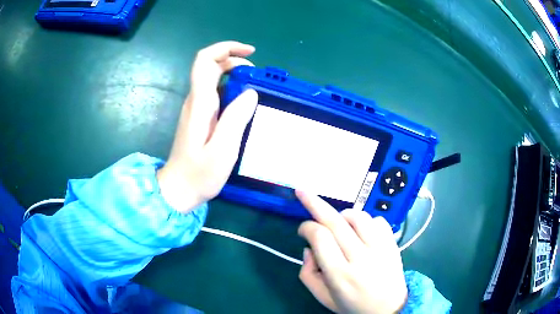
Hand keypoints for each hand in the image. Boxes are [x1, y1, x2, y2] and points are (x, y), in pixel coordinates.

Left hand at [157, 41, 258, 212]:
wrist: (178, 190)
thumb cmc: (199, 174)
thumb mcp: (223, 150)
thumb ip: (236, 119)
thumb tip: (250, 92)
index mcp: (200, 103)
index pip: (205, 61)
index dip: (226, 48)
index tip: (250, 53)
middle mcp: (195, 101)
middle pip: (210, 66)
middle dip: (234, 61)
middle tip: (256, 76)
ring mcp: (196, 109)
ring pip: (213, 79)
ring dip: (234, 75)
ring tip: (255, 89)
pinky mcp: (199, 118)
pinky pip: (215, 94)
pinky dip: (231, 90)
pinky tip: (243, 105)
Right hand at [297, 191, 407, 313]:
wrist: (389, 309)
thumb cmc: (352, 305)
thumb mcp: (323, 297)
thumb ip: (307, 274)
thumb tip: (309, 248)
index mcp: (340, 275)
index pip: (320, 238)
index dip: (307, 227)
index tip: (302, 230)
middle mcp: (361, 258)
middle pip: (336, 221)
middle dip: (315, 203)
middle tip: (302, 192)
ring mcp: (380, 248)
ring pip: (357, 216)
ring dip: (342, 214)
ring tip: (338, 224)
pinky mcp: (393, 244)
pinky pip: (378, 220)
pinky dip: (365, 220)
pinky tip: (361, 231)